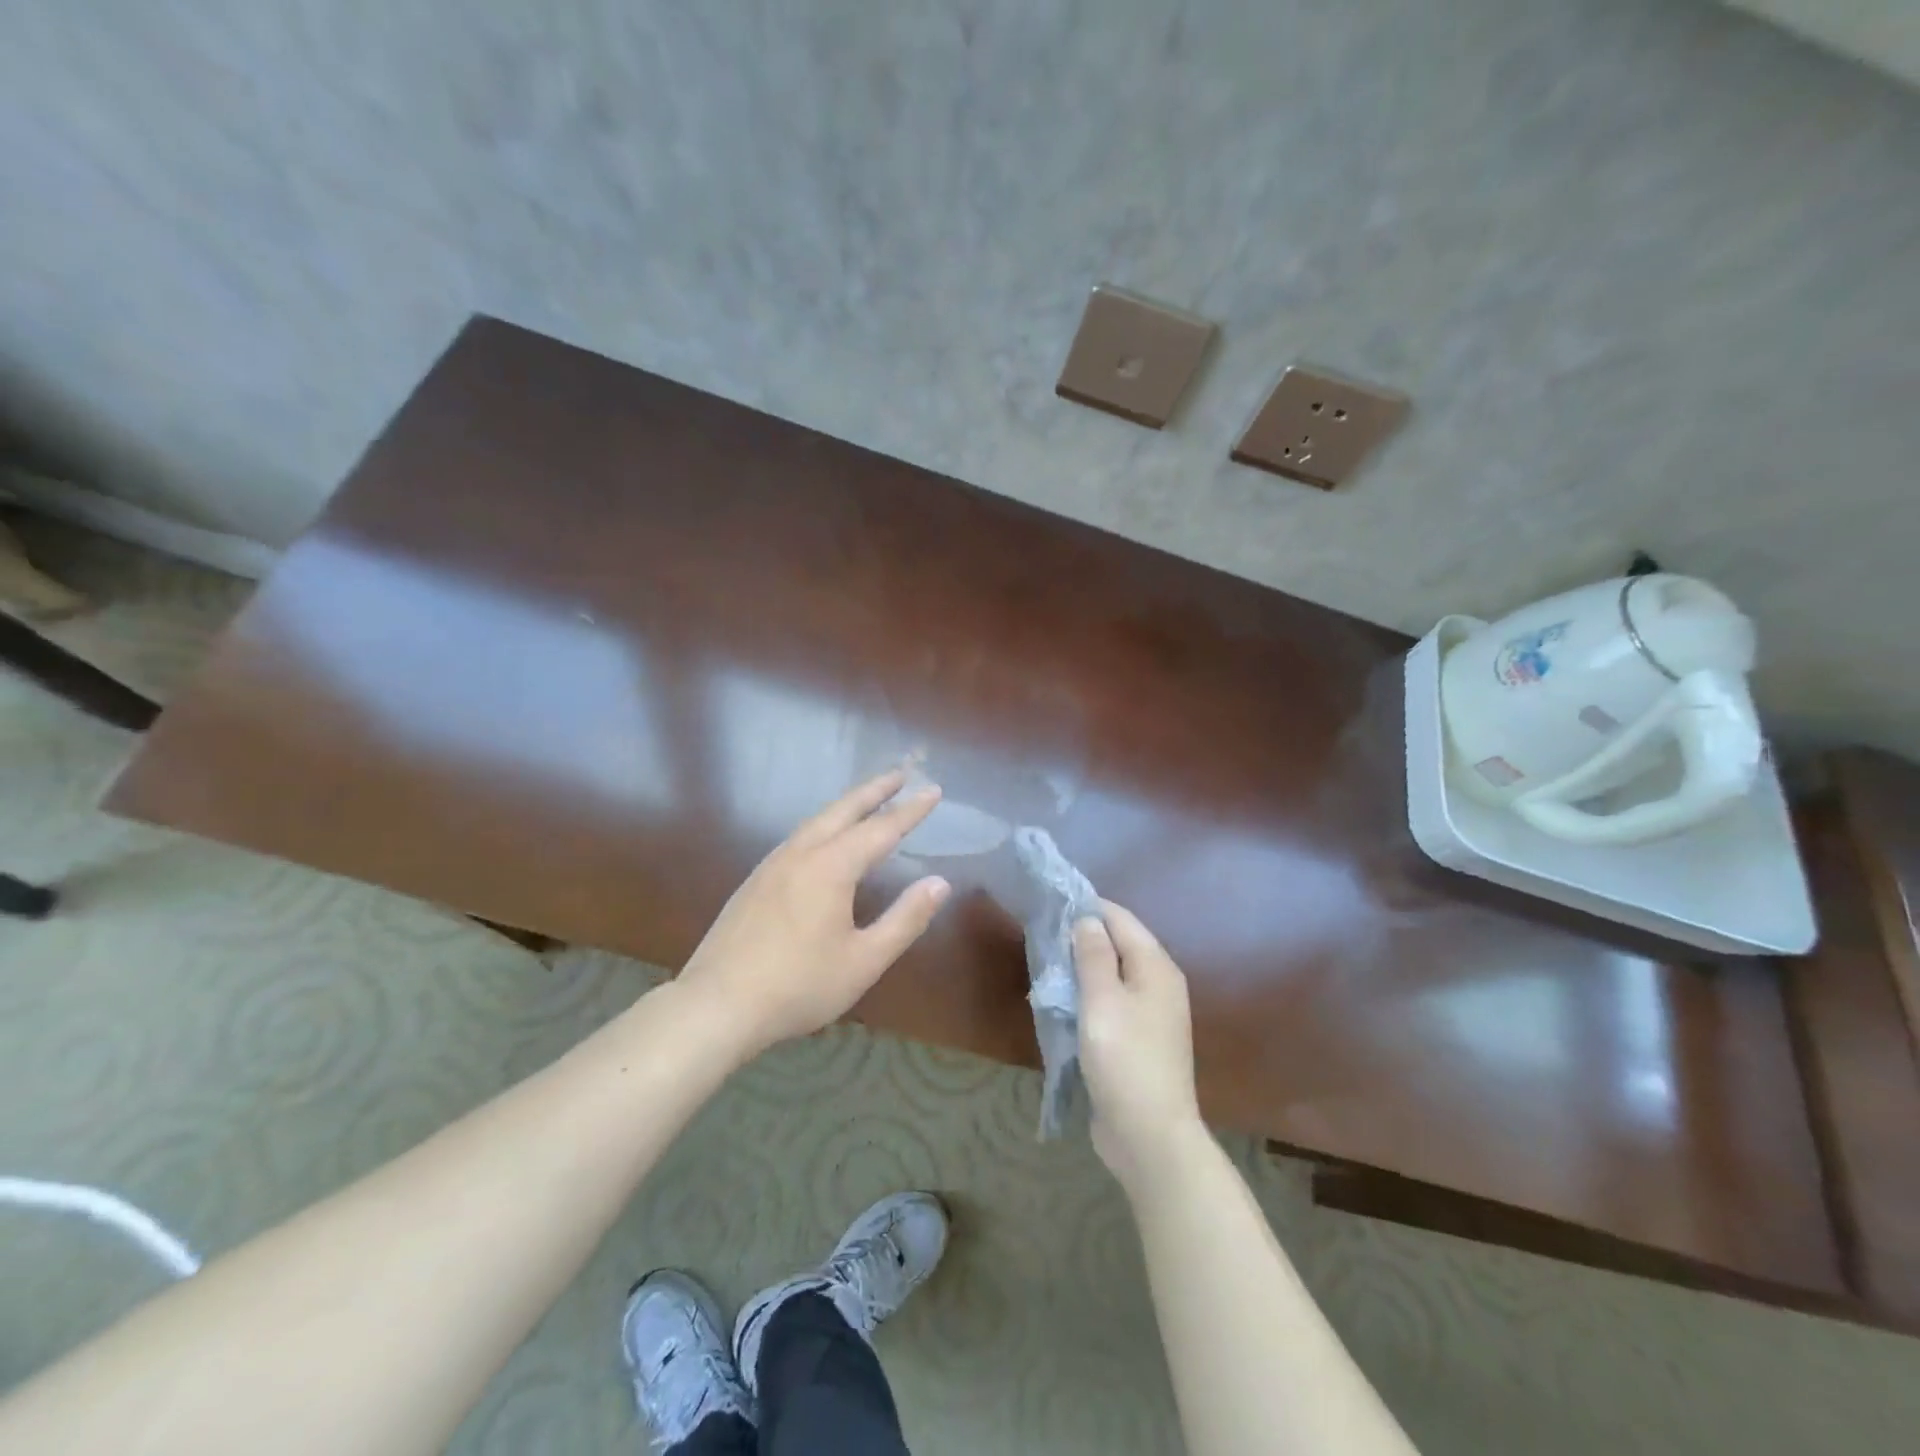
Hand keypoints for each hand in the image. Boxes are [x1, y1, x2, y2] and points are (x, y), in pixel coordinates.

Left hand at [677, 768, 951, 1059]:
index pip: (881, 828)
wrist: (717, 1005)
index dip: (910, 810)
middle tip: (902, 772)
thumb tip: (939, 883)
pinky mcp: (754, 881)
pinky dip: (824, 825)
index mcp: (831, 867)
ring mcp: (772, 865)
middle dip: (875, 790)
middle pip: (844, 810)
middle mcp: (801, 854)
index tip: (934, 790)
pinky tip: (824, 841)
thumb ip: (905, 919)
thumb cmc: (799, 986)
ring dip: (847, 805)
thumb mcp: (864, 960)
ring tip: (868, 800)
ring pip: (816, 821)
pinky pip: (798, 838)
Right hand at [1074, 901, 1205, 1191]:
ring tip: (1046, 965)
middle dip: (1082, 938)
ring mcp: (1151, 1015)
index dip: (1088, 908)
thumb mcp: (1102, 1000)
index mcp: (1156, 967)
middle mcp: (1159, 984)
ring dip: (1082, 969)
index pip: (1121, 919)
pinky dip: (1087, 997)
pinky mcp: (1138, 1041)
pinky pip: (1110, 1004)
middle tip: (1042, 935)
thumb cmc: (1124, 1059)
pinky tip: (1062, 1002)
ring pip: (1112, 976)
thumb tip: (1087, 919)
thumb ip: (1093, 955)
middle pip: (1118, 946)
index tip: (1052, 903)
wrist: (1149, 1135)